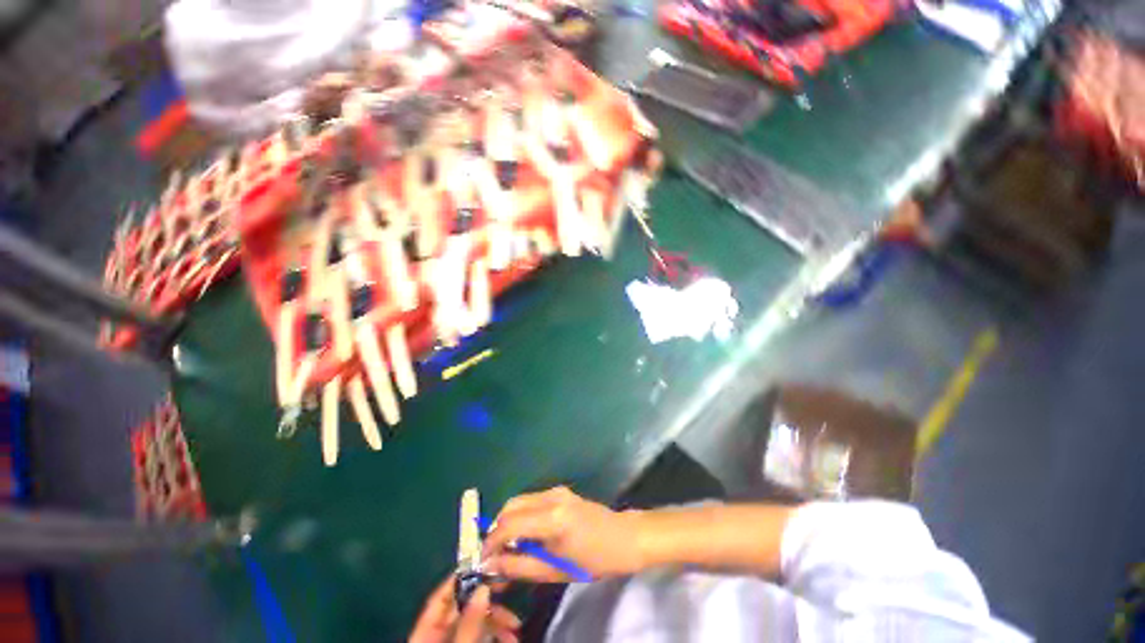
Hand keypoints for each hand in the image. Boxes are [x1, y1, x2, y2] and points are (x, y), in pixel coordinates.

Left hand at [409, 579, 520, 642]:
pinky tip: (508, 641)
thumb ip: (469, 624)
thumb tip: (483, 586)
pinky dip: (494, 636)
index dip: (461, 578)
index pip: (441, 597)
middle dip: (489, 605)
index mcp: (426, 632)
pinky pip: (478, 638)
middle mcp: (436, 635)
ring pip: (474, 624)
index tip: (487, 566)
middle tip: (509, 604)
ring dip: (496, 623)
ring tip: (514, 632)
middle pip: (462, 609)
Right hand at [482, 486, 642, 582]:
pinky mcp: (560, 491)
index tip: (482, 561)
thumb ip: (520, 566)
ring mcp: (556, 490)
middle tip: (495, 555)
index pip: (509, 524)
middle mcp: (551, 497)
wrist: (623, 537)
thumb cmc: (594, 560)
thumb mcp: (556, 570)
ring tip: (509, 548)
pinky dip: (521, 516)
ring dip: (509, 522)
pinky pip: (531, 500)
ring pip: (520, 501)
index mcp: (552, 517)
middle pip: (511, 506)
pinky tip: (526, 535)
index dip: (491, 542)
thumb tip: (492, 565)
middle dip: (497, 529)